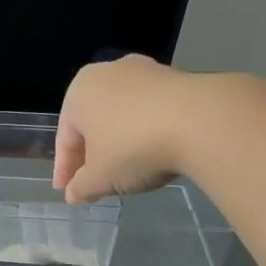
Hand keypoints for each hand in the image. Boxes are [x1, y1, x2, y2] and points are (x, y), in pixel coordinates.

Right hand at [53, 55, 196, 202]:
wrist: (200, 121)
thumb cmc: (132, 147)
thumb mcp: (99, 178)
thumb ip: (81, 187)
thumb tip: (73, 194)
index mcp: (79, 92)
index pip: (65, 138)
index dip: (65, 170)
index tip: (67, 192)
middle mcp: (108, 73)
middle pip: (93, 123)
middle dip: (92, 153)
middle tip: (94, 182)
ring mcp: (145, 71)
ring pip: (122, 115)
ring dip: (119, 142)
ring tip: (125, 169)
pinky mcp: (177, 77)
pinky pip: (150, 111)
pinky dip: (145, 132)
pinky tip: (152, 153)